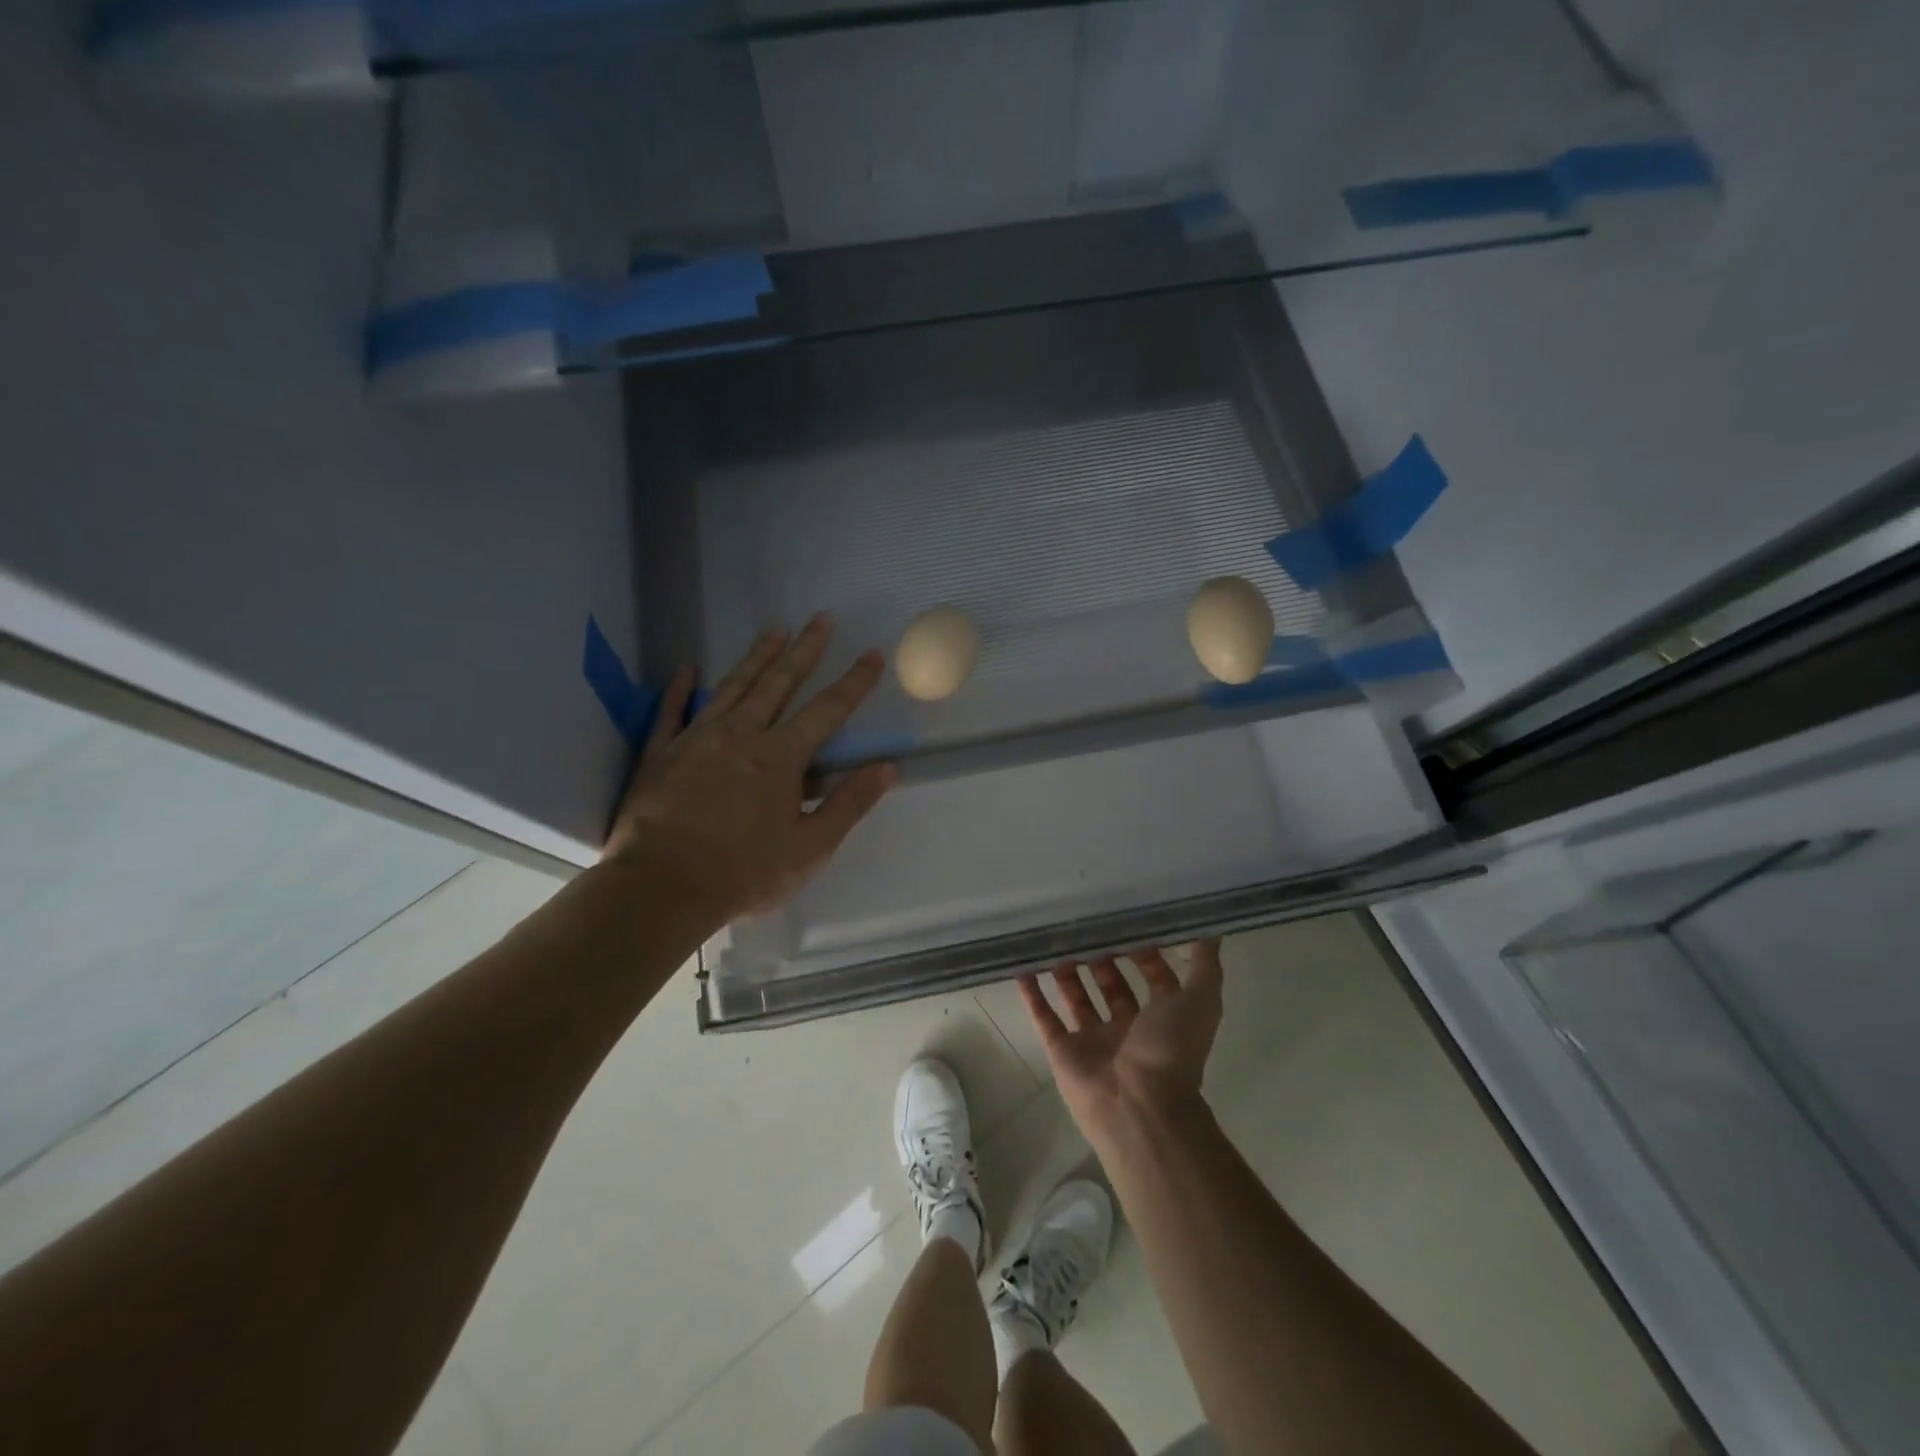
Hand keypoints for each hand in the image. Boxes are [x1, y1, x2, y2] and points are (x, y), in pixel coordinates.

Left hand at [603, 613, 896, 922]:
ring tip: (774, 630)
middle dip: (804, 650)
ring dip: (756, 657)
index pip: (827, 710)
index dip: (854, 682)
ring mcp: (696, 739)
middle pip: (779, 683)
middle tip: (821, 619)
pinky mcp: (660, 754)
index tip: (872, 654)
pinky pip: (671, 712)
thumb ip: (849, 804)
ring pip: (732, 687)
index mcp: (780, 758)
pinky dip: (679, 689)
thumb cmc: (744, 873)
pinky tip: (687, 669)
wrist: (660, 889)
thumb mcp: (810, 848)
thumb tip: (887, 768)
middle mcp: (741, 735)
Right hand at [1020, 940, 1223, 1141]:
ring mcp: (1094, 1040)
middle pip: (1112, 985)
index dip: (1145, 952)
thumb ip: (1205, 964)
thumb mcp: (1200, 1000)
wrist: (1138, 1106)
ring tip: (1053, 938)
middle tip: (1085, 924)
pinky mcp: (1063, 1050)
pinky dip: (1032, 994)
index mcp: (1162, 1018)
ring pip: (1077, 998)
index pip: (1154, 977)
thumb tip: (1212, 927)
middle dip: (1102, 957)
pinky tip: (1020, 966)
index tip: (1128, 920)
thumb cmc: (1171, 1049)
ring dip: (1067, 971)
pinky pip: (1044, 1017)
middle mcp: (1129, 1028)